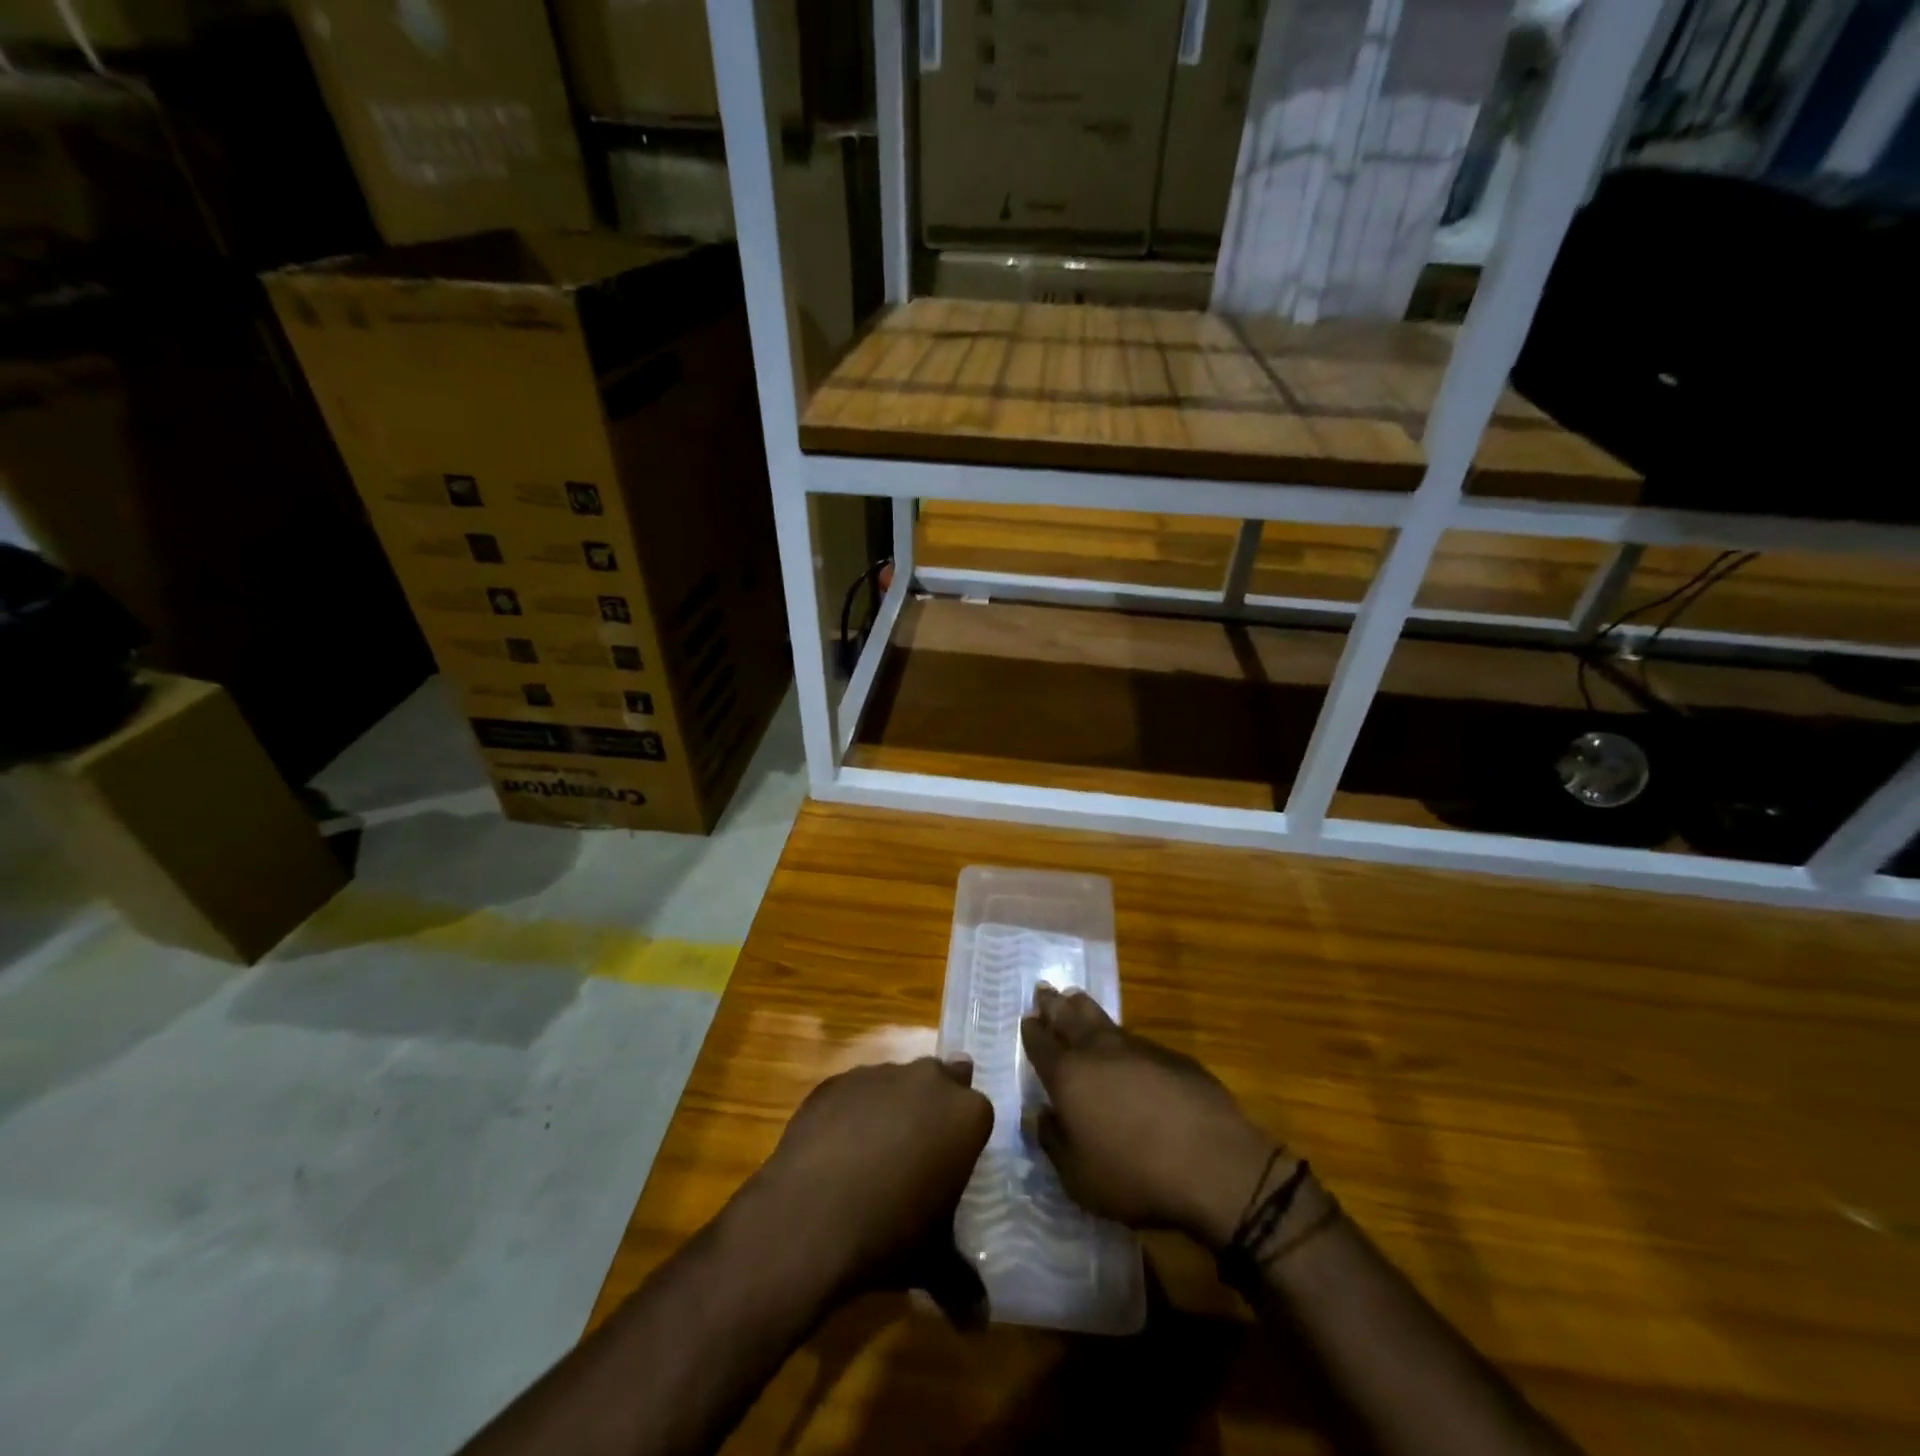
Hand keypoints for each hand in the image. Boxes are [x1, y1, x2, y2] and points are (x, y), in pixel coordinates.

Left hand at [748, 1057, 992, 1318]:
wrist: (809, 1216)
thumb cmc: (889, 1233)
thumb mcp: (933, 1262)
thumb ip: (962, 1283)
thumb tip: (980, 1324)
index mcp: (965, 1114)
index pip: (978, 1112)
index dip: (966, 1138)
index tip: (953, 1164)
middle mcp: (928, 1080)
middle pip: (942, 1081)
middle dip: (935, 1108)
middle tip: (922, 1151)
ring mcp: (879, 1074)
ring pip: (897, 1082)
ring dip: (893, 1108)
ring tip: (874, 1156)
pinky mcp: (836, 1081)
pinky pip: (853, 1093)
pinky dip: (851, 1113)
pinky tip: (837, 1151)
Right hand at [1021, 986, 1279, 1249]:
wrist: (1212, 1163)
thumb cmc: (1134, 1175)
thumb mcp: (1079, 1178)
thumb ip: (1053, 1142)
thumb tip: (1037, 1116)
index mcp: (1069, 1076)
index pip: (1042, 1045)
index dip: (1032, 1031)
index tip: (1026, 1018)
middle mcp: (1099, 1051)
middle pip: (1070, 1018)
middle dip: (1054, 1004)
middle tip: (1044, 989)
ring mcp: (1138, 1049)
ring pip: (1103, 1020)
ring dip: (1085, 1008)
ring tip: (1075, 998)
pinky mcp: (1172, 1057)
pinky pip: (1136, 1038)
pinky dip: (1121, 1036)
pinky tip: (1125, 1044)